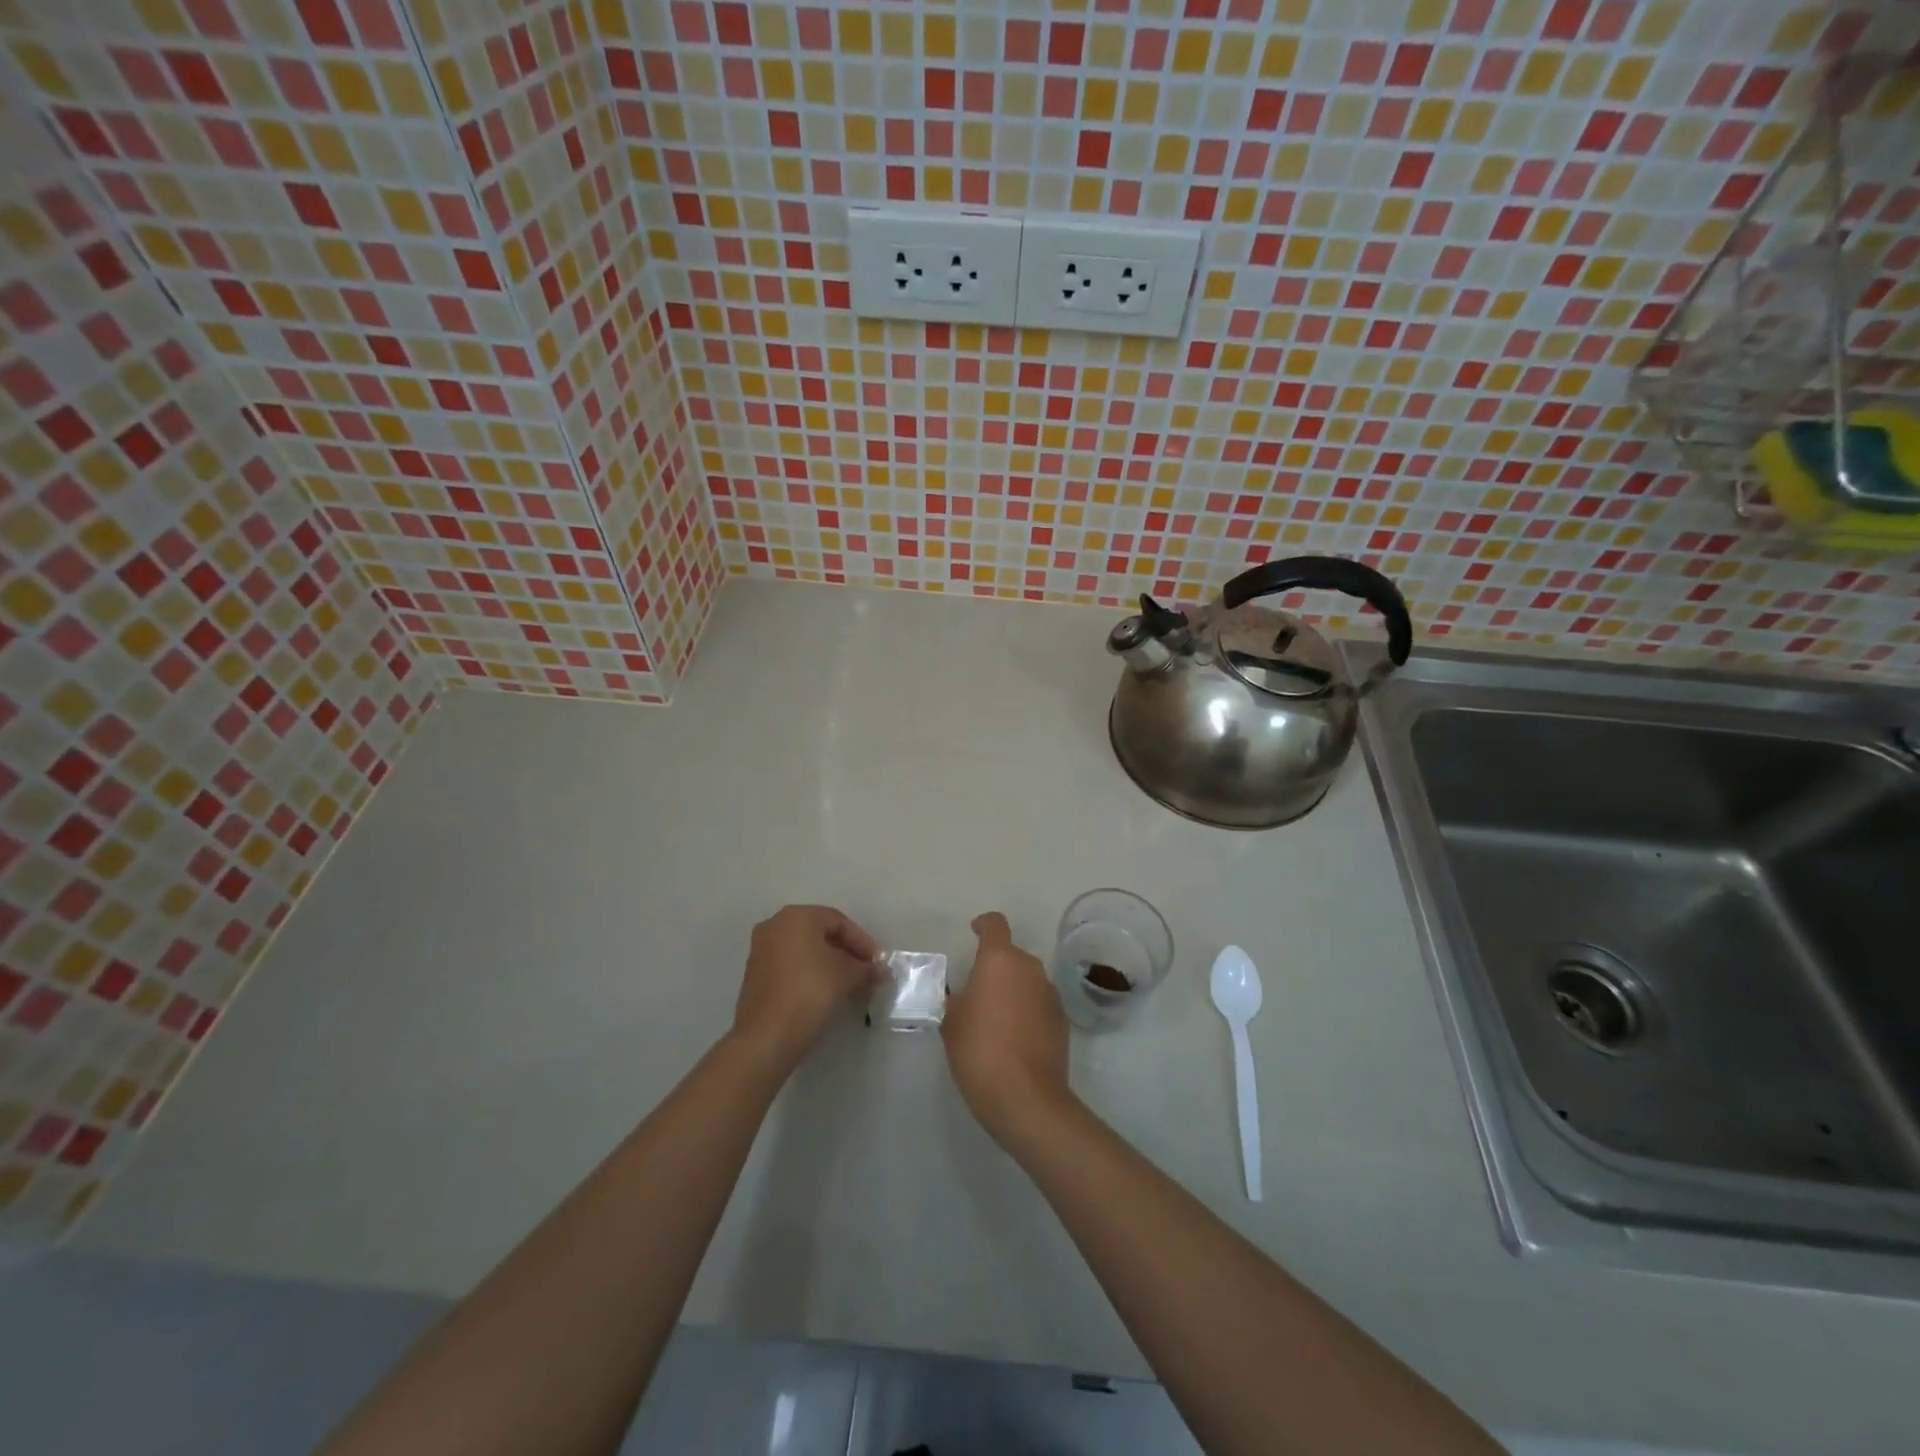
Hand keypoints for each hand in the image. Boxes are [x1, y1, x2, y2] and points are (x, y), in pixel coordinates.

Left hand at [731, 905, 881, 1074]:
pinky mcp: (755, 974)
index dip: (862, 941)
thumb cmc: (810, 992)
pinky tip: (826, 992)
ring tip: (850, 984)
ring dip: (830, 964)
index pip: (838, 921)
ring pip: (805, 950)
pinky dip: (811, 973)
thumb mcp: (847, 976)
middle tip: (866, 971)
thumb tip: (881, 970)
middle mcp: (775, 925)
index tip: (877, 962)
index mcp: (797, 916)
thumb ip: (866, 968)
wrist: (767, 1036)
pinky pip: (791, 965)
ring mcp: (761, 950)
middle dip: (847, 952)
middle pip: (820, 933)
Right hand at [942, 912, 1072, 1147]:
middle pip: (1011, 956)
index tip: (974, 932)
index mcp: (1000, 960)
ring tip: (995, 1021)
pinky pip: (1039, 1004)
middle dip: (995, 968)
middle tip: (976, 994)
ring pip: (1027, 981)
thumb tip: (962, 995)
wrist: (1026, 1098)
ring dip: (1013, 991)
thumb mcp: (951, 1022)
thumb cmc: (979, 1051)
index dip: (983, 925)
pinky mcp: (1062, 1020)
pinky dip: (1027, 1012)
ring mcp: (1050, 993)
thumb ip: (956, 999)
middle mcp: (1030, 968)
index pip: (994, 925)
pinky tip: (1014, 1039)